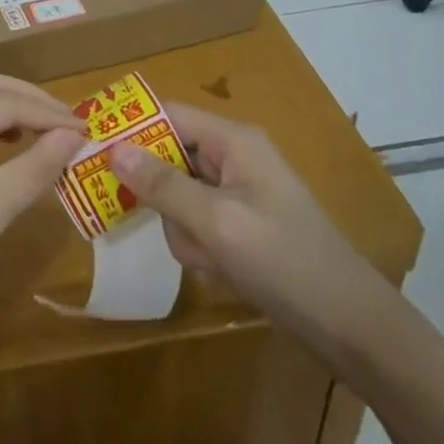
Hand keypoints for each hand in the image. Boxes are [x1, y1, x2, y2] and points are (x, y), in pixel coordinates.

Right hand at [108, 103, 392, 365]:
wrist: (353, 329)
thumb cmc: (287, 264)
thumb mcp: (218, 225)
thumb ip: (164, 186)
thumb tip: (113, 148)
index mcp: (233, 140)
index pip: (167, 114)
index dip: (129, 127)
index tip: (90, 148)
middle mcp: (234, 156)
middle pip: (169, 156)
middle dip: (163, 197)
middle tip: (158, 224)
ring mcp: (238, 191)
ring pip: (179, 196)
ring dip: (184, 230)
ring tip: (210, 259)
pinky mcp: (241, 223)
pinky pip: (198, 222)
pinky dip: (200, 246)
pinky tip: (221, 272)